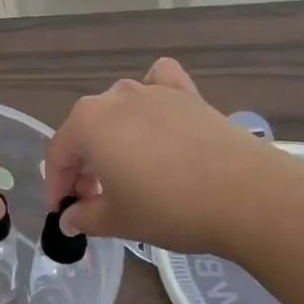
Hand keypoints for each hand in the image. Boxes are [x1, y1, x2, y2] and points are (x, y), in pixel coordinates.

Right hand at [45, 57, 303, 257]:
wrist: (246, 195)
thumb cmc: (170, 208)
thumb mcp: (119, 220)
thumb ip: (86, 216)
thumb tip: (70, 219)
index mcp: (87, 123)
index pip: (58, 153)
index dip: (57, 185)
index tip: (64, 212)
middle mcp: (114, 97)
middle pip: (86, 129)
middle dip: (84, 163)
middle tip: (94, 198)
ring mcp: (152, 90)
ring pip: (118, 107)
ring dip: (114, 135)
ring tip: (128, 168)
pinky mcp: (187, 93)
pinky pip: (160, 82)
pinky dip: (154, 93)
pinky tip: (159, 113)